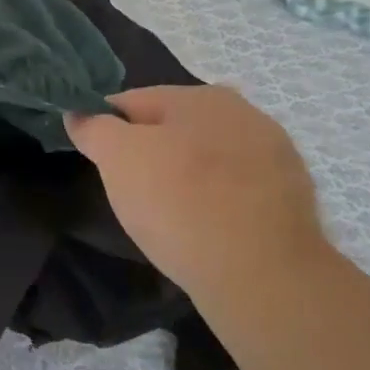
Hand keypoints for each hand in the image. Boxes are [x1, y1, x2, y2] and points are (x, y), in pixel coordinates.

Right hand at [67, 85, 326, 297]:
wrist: (263, 274)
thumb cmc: (179, 204)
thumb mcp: (118, 159)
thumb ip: (94, 128)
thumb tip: (78, 113)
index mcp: (200, 95)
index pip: (133, 102)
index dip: (107, 129)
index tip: (99, 163)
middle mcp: (243, 112)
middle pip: (174, 129)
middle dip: (150, 153)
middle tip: (133, 193)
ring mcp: (275, 154)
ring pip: (208, 158)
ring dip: (187, 176)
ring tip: (172, 217)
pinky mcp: (292, 195)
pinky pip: (237, 189)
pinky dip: (218, 201)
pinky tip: (209, 229)